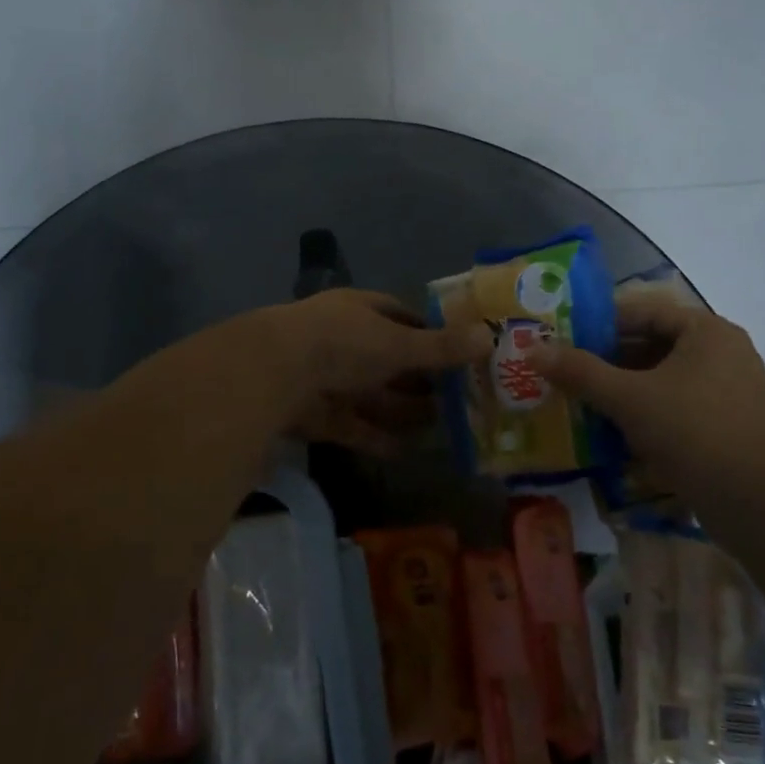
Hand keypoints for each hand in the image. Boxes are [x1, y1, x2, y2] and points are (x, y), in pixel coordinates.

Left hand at [259, 290, 491, 455]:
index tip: (457, 351)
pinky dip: (377, 438)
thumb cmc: (343, 343)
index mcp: (360, 311)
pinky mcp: (315, 414)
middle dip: (419, 378)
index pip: (400, 317)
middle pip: (388, 360)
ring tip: (441, 427)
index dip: (428, 332)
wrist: (273, 373)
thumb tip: (490, 337)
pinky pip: (354, 426)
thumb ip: (441, 346)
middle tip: (458, 397)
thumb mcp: (398, 342)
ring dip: (403, 411)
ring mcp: (326, 378)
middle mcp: (343, 340)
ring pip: (373, 395)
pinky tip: (405, 452)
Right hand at [533, 295, 764, 502]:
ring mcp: (727, 392)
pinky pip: (675, 409)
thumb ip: (581, 372)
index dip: (598, 323)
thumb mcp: (630, 399)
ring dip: (622, 392)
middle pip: (651, 346)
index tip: (560, 339)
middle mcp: (721, 353)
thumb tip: (534, 350)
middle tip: (563, 374)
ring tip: (579, 404)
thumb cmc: (696, 433)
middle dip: (606, 362)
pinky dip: (644, 416)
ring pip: (661, 381)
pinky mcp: (726, 427)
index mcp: (705, 331)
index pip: (641, 311)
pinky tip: (612, 435)